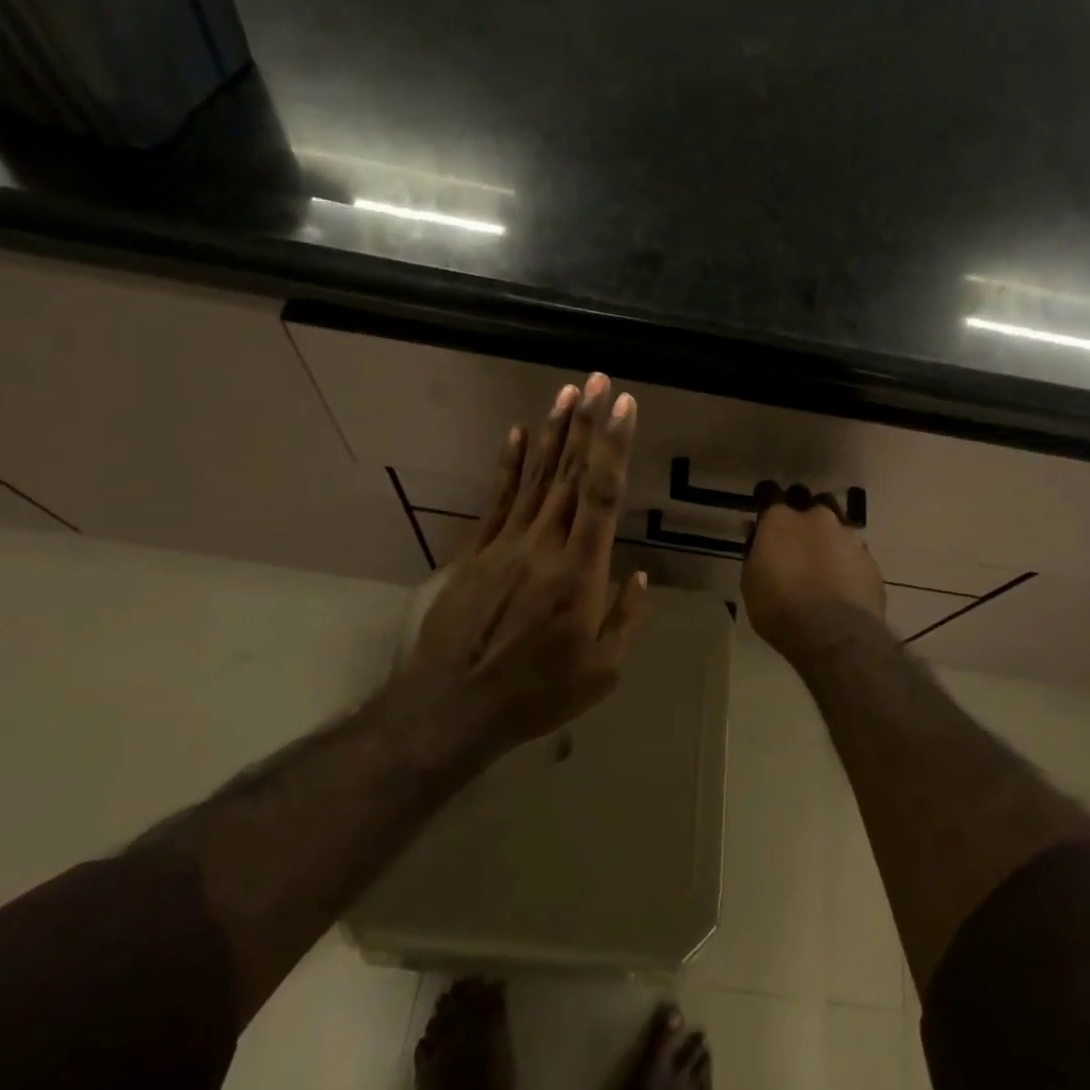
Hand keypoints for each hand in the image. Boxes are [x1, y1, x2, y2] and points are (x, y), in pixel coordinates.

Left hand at [393, 373, 647, 768]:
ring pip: (535, 477)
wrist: (451, 708)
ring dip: (552, 433)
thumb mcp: (601, 672)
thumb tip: (638, 575)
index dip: (613, 446)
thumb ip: (627, 619)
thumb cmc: (536, 693)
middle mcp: (544, 545)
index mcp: (580, 573)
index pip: (601, 494)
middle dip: (586, 424)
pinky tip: (518, 433)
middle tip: (596, 381)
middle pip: (568, 474)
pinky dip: (509, 464)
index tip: (623, 406)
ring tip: (565, 393)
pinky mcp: (477, 552)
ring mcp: (506, 544)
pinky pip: (497, 499)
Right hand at [741, 487, 886, 668]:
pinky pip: (853, 550)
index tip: (763, 506)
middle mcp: (816, 518)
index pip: (769, 492)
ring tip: (821, 555)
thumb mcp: (751, 583)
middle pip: (807, 500)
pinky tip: (841, 579)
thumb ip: (754, 551)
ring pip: (836, 521)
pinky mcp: (870, 559)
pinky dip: (845, 558)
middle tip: (793, 533)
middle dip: (799, 510)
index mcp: (780, 519)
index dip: (765, 498)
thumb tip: (755, 532)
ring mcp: (848, 536)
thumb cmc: (780, 609)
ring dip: (826, 532)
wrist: (836, 636)